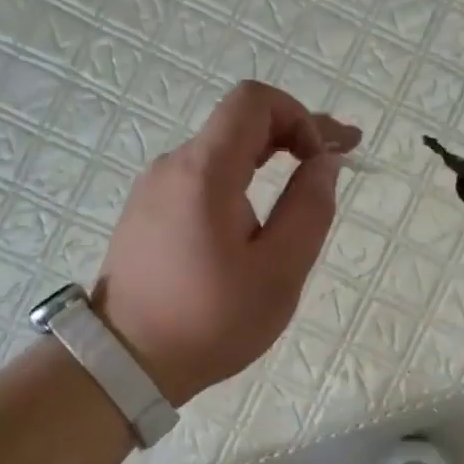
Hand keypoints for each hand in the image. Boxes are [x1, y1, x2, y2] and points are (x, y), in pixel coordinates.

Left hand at [94, 81, 358, 405]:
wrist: (125, 363)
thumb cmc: (210, 320)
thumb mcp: (279, 271)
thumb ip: (309, 208)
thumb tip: (323, 162)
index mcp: (204, 171)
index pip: (254, 101)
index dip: (300, 116)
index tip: (325, 158)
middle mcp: (173, 167)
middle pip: (239, 123)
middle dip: (294, 133)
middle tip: (338, 159)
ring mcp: (154, 189)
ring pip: (221, 153)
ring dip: (268, 159)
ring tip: (303, 192)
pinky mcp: (146, 214)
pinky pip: (201, 180)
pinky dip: (239, 182)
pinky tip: (257, 219)